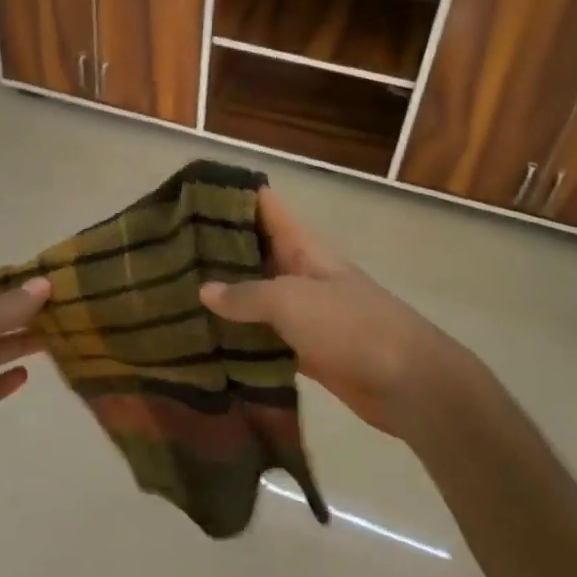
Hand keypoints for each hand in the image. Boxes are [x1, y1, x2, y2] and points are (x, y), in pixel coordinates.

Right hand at [200, 187, 483, 437]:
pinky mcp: (303, 349)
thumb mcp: (292, 301)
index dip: (230, 194)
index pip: (264, 206)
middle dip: (216, 248)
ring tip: (175, 290)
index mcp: (302, 247)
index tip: (189, 193)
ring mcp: (302, 312)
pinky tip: (205, 338)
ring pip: (255, 296)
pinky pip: (263, 337)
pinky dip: (239, 337)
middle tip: (167, 248)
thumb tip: (204, 291)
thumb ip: (246, 294)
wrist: (409, 384)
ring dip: (224, 295)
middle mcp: (299, 272)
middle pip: (253, 251)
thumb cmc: (351, 326)